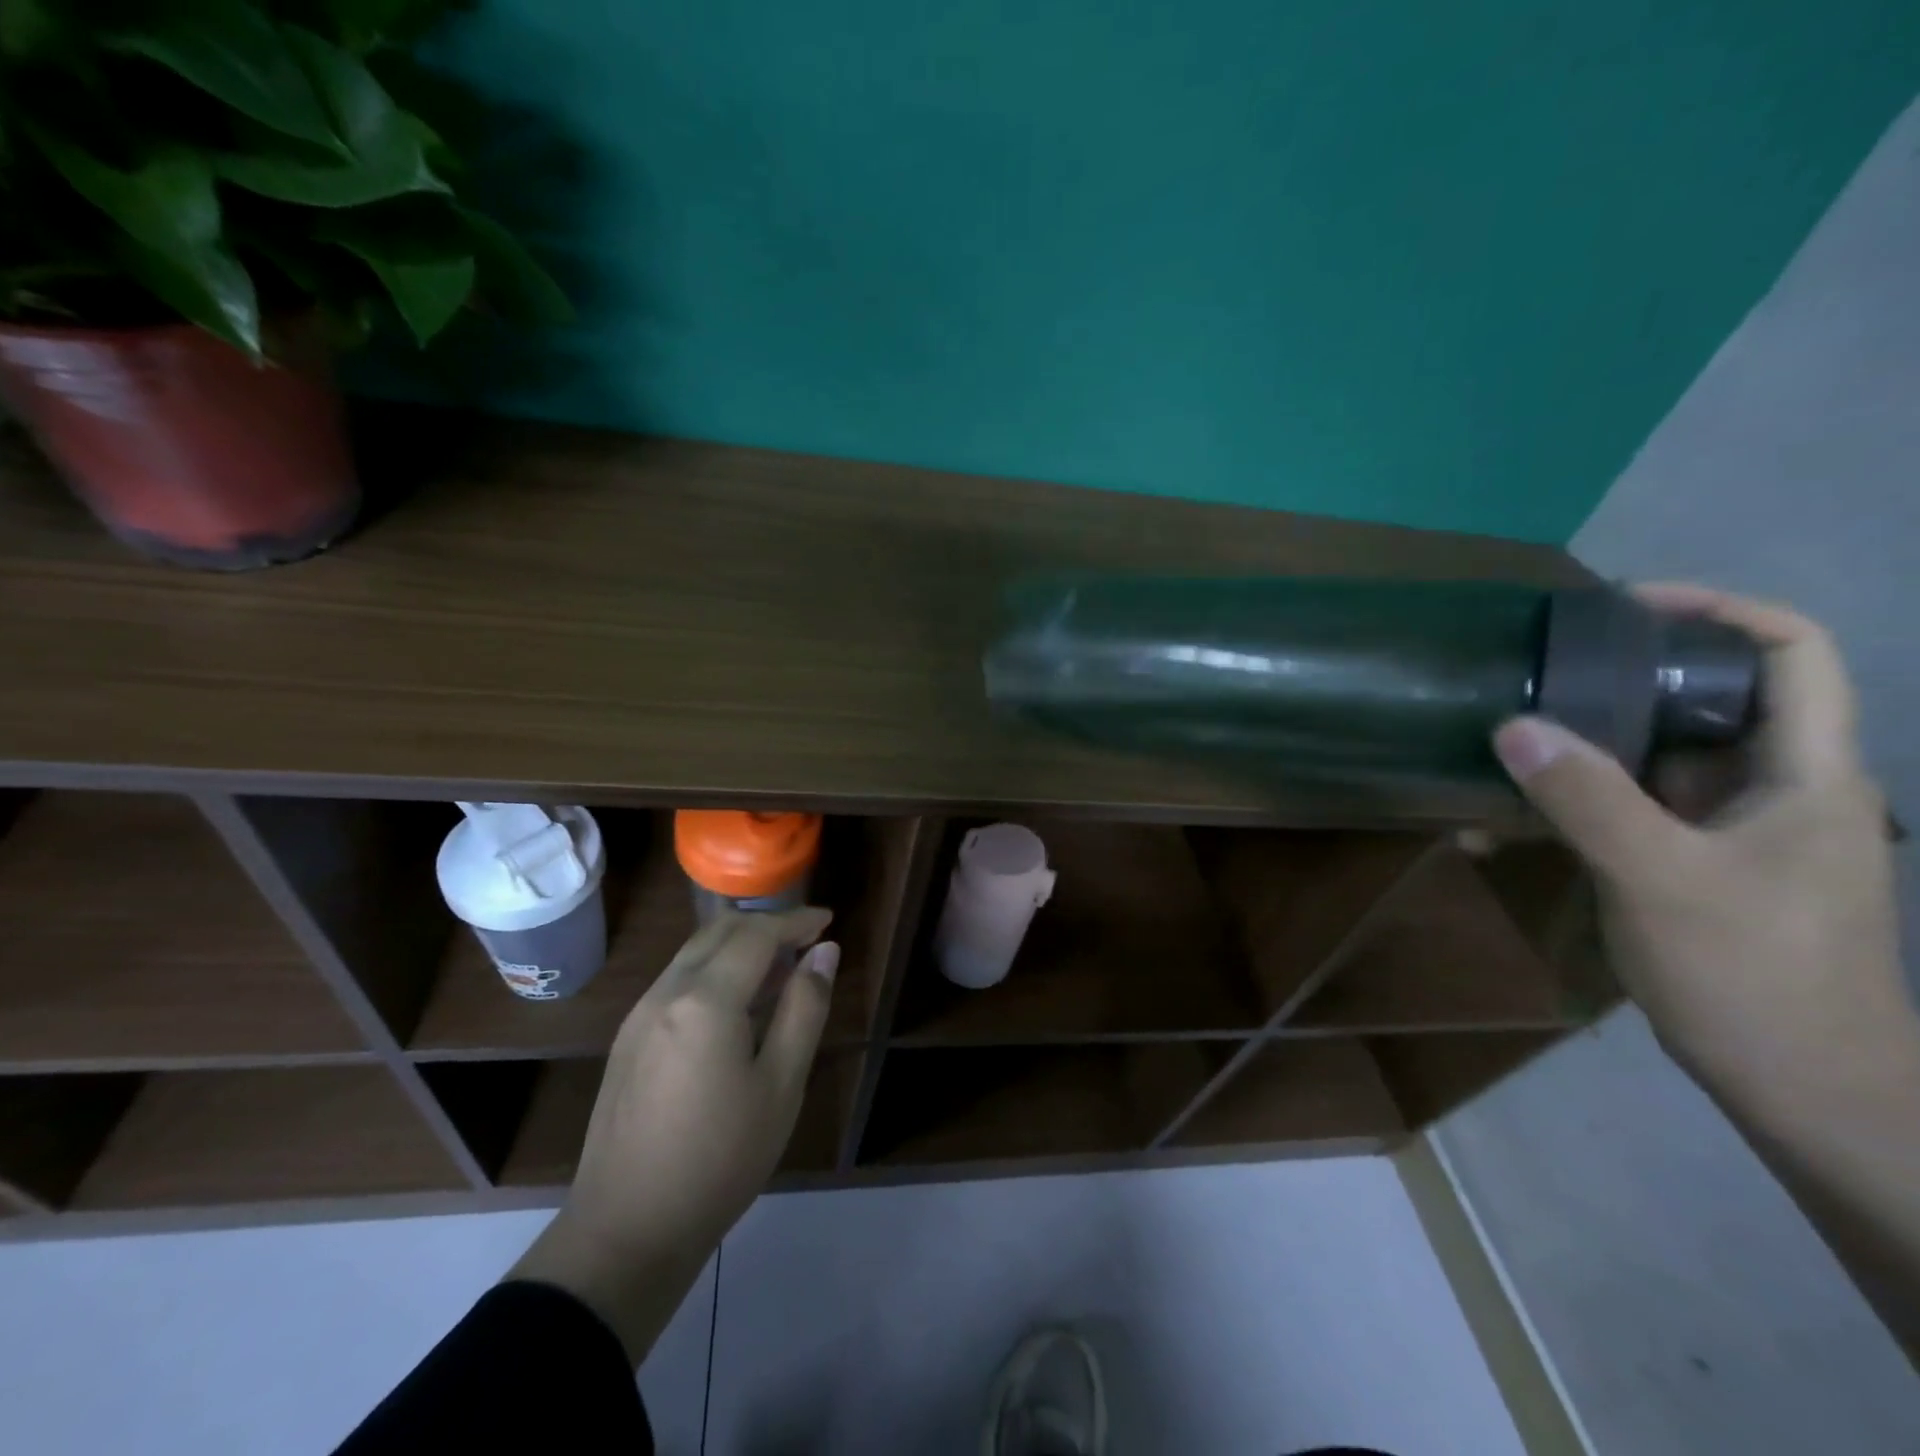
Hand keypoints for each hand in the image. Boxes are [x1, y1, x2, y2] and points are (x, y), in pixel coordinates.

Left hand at [510, 908, 837, 1363]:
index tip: (828, 921)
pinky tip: (736, 1004)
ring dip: (738, 946)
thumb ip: (805, 1008)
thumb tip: (825, 952)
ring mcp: (639, 1014)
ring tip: (779, 969)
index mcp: (705, 1000)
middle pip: (720, 931)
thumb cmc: (720, 1159)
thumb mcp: (781, 1084)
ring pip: (694, 952)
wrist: (626, 1232)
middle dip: (766, 925)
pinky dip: (713, 970)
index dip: (796, 921)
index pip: (757, 934)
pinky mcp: (628, 1038)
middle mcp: (666, 992)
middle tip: (806, 941)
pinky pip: (677, 980)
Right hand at [1491, 583, 1912, 1105]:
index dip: (1719, 609)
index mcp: (1804, 772)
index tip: (1625, 607)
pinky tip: (1501, 822)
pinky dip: (1568, 804)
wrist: (1803, 1088)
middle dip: (1621, 677)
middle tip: (1536, 672)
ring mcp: (1726, 829)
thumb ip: (1588, 799)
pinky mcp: (1688, 864)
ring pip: (1653, 760)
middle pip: (1705, 699)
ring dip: (1579, 749)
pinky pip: (1624, 811)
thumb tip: (1514, 726)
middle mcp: (1770, 787)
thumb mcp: (1662, 879)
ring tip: (1502, 741)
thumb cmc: (1757, 974)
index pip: (1791, 652)